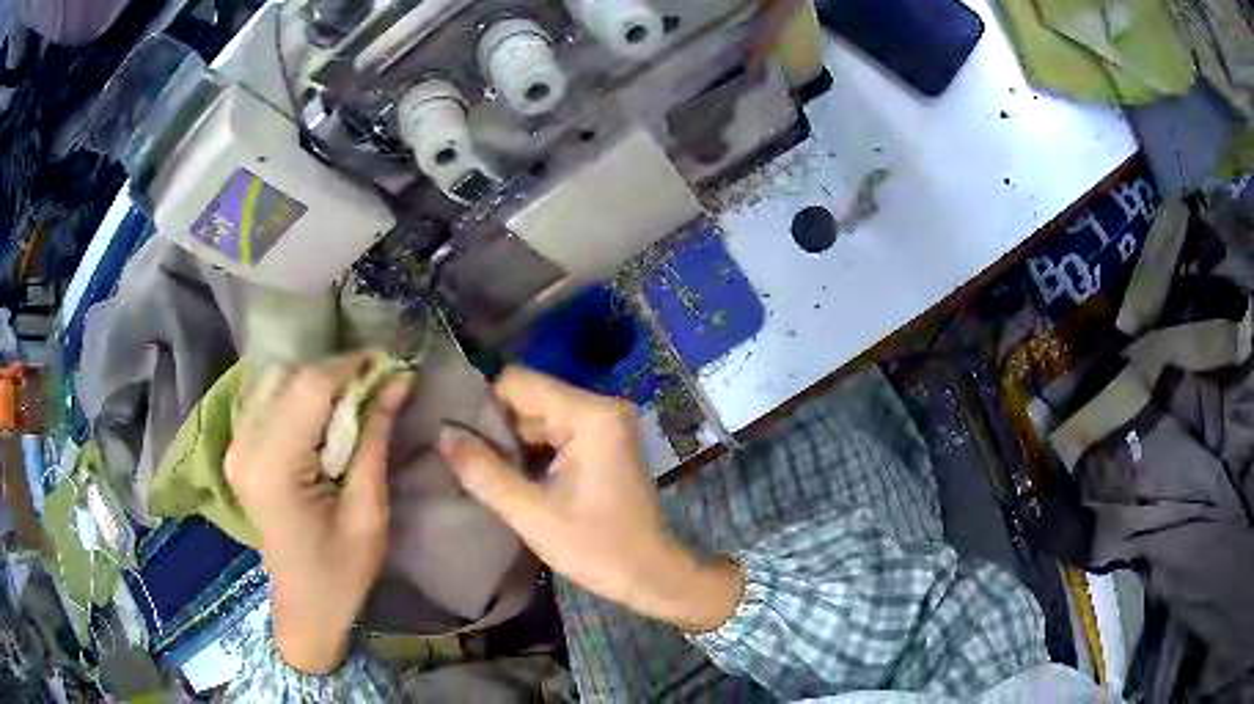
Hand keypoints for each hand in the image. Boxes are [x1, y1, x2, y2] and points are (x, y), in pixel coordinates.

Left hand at [225, 353, 411, 673]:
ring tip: (349, 402)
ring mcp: (235, 445)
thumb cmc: (341, 571)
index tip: (389, 364)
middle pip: (290, 375)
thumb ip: (375, 438)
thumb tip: (399, 380)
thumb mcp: (368, 510)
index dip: (352, 366)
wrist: (305, 605)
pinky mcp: (237, 448)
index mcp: (275, 467)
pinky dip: (296, 394)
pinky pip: (265, 397)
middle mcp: (245, 446)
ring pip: (275, 379)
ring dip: (316, 382)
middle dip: (336, 372)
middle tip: (375, 387)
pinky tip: (319, 416)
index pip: (310, 386)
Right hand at [438, 367, 742, 632]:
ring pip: (538, 416)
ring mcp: (605, 423)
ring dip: (512, 442)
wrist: (650, 574)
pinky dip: (532, 451)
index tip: (458, 439)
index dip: (483, 408)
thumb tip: (441, 433)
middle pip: (529, 398)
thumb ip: (483, 471)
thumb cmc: (596, 548)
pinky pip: (555, 431)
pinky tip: (513, 476)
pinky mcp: (604, 440)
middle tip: (467, 462)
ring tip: (485, 472)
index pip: (517, 383)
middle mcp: (601, 406)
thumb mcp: (531, 513)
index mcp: (590, 415)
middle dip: (496, 428)